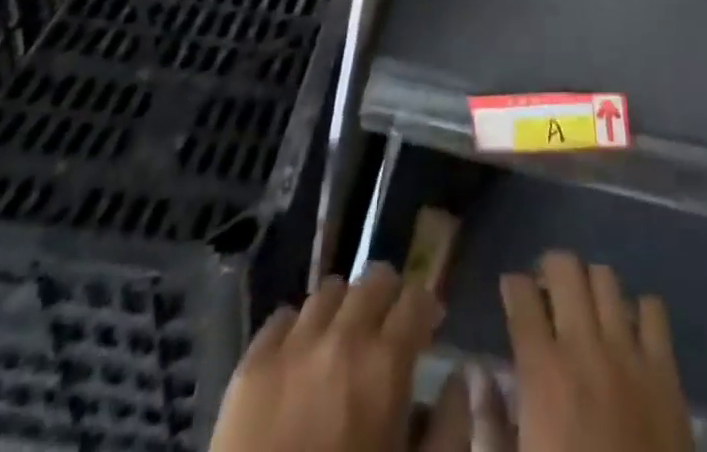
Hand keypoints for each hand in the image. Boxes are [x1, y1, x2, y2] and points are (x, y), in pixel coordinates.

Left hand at [210, 265, 441, 451]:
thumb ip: (449, 426)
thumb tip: (457, 378)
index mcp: (386, 362)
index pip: (417, 296)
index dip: (426, 308)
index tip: (426, 330)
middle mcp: (342, 337)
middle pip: (374, 279)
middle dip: (388, 298)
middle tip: (386, 331)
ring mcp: (292, 347)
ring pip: (329, 292)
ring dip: (344, 309)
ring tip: (342, 342)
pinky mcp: (250, 367)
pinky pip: (283, 318)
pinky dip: (299, 328)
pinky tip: (300, 358)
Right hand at [501, 252, 691, 451]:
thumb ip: (491, 424)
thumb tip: (477, 375)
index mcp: (543, 372)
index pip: (521, 297)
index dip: (512, 286)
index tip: (510, 291)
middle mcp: (585, 345)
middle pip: (565, 268)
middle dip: (550, 269)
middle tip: (545, 291)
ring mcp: (629, 352)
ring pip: (606, 277)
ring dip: (590, 283)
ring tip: (584, 305)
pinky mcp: (665, 370)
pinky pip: (653, 309)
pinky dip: (637, 310)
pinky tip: (627, 331)